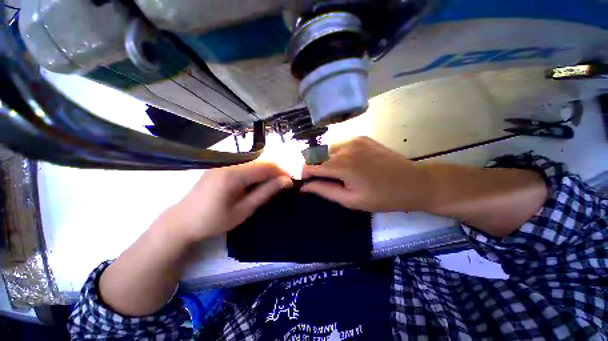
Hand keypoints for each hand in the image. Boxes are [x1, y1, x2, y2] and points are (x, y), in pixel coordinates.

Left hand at [159, 162, 292, 243]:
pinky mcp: (221, 165)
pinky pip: (245, 164)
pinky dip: (256, 172)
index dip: (282, 172)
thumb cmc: (213, 221)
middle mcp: (229, 162)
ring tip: (273, 185)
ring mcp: (223, 162)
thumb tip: (286, 181)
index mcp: (233, 174)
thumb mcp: (244, 210)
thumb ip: (266, 193)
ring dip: (267, 172)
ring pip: (254, 162)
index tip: (291, 182)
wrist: (181, 221)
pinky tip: (257, 182)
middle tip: (284, 185)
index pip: (266, 166)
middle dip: (276, 171)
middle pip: (261, 161)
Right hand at [301, 137, 429, 211]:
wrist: (413, 182)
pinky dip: (337, 153)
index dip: (304, 173)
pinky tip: (348, 163)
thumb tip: (305, 187)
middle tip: (321, 179)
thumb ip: (325, 191)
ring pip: (328, 149)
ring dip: (325, 160)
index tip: (305, 181)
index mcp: (342, 166)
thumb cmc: (382, 197)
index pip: (311, 165)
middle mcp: (345, 148)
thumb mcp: (351, 200)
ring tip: (336, 172)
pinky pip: (340, 144)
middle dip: (314, 167)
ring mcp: (354, 140)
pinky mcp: (361, 137)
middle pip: (317, 155)